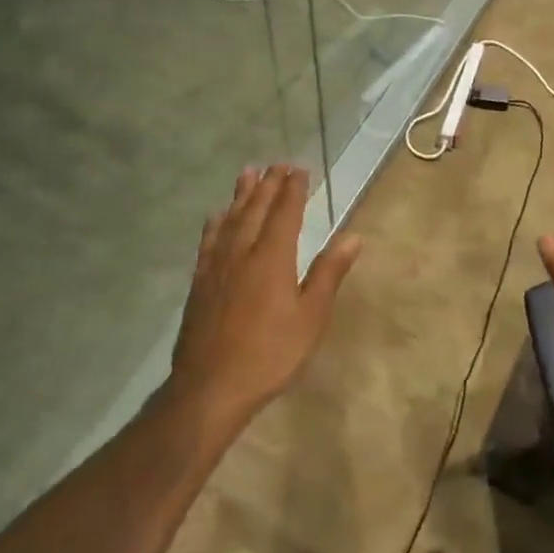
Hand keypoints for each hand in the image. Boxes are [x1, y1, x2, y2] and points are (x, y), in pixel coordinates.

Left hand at [169, 164, 362, 424]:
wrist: (209, 387)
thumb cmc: (270, 354)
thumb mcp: (310, 317)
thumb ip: (329, 273)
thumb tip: (353, 237)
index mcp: (272, 258)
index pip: (285, 213)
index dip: (293, 190)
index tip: (299, 170)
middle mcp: (242, 252)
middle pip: (256, 209)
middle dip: (269, 185)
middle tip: (277, 165)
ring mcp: (216, 267)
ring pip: (230, 219)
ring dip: (241, 195)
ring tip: (248, 173)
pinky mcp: (200, 283)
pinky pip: (209, 241)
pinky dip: (216, 223)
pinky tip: (216, 217)